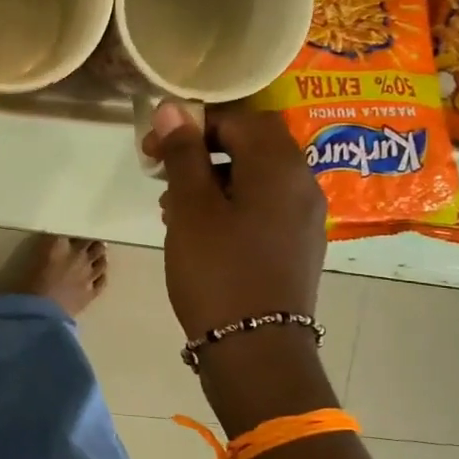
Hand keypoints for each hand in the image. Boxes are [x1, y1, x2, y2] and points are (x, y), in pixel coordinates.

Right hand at [143, 101, 327, 340]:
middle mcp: (302, 183)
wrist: (256, 349)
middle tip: (162, 173)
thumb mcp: (191, 207)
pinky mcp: (298, 245)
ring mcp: (304, 217)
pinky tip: (199, 230)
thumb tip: (173, 108)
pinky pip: (263, 206)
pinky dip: (231, 204)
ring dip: (213, 179)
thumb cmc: (218, 269)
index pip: (238, 117)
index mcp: (279, 165)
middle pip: (251, 144)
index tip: (153, 146)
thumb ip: (183, 153)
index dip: (193, 123)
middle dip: (202, 150)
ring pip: (255, 176)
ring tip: (173, 206)